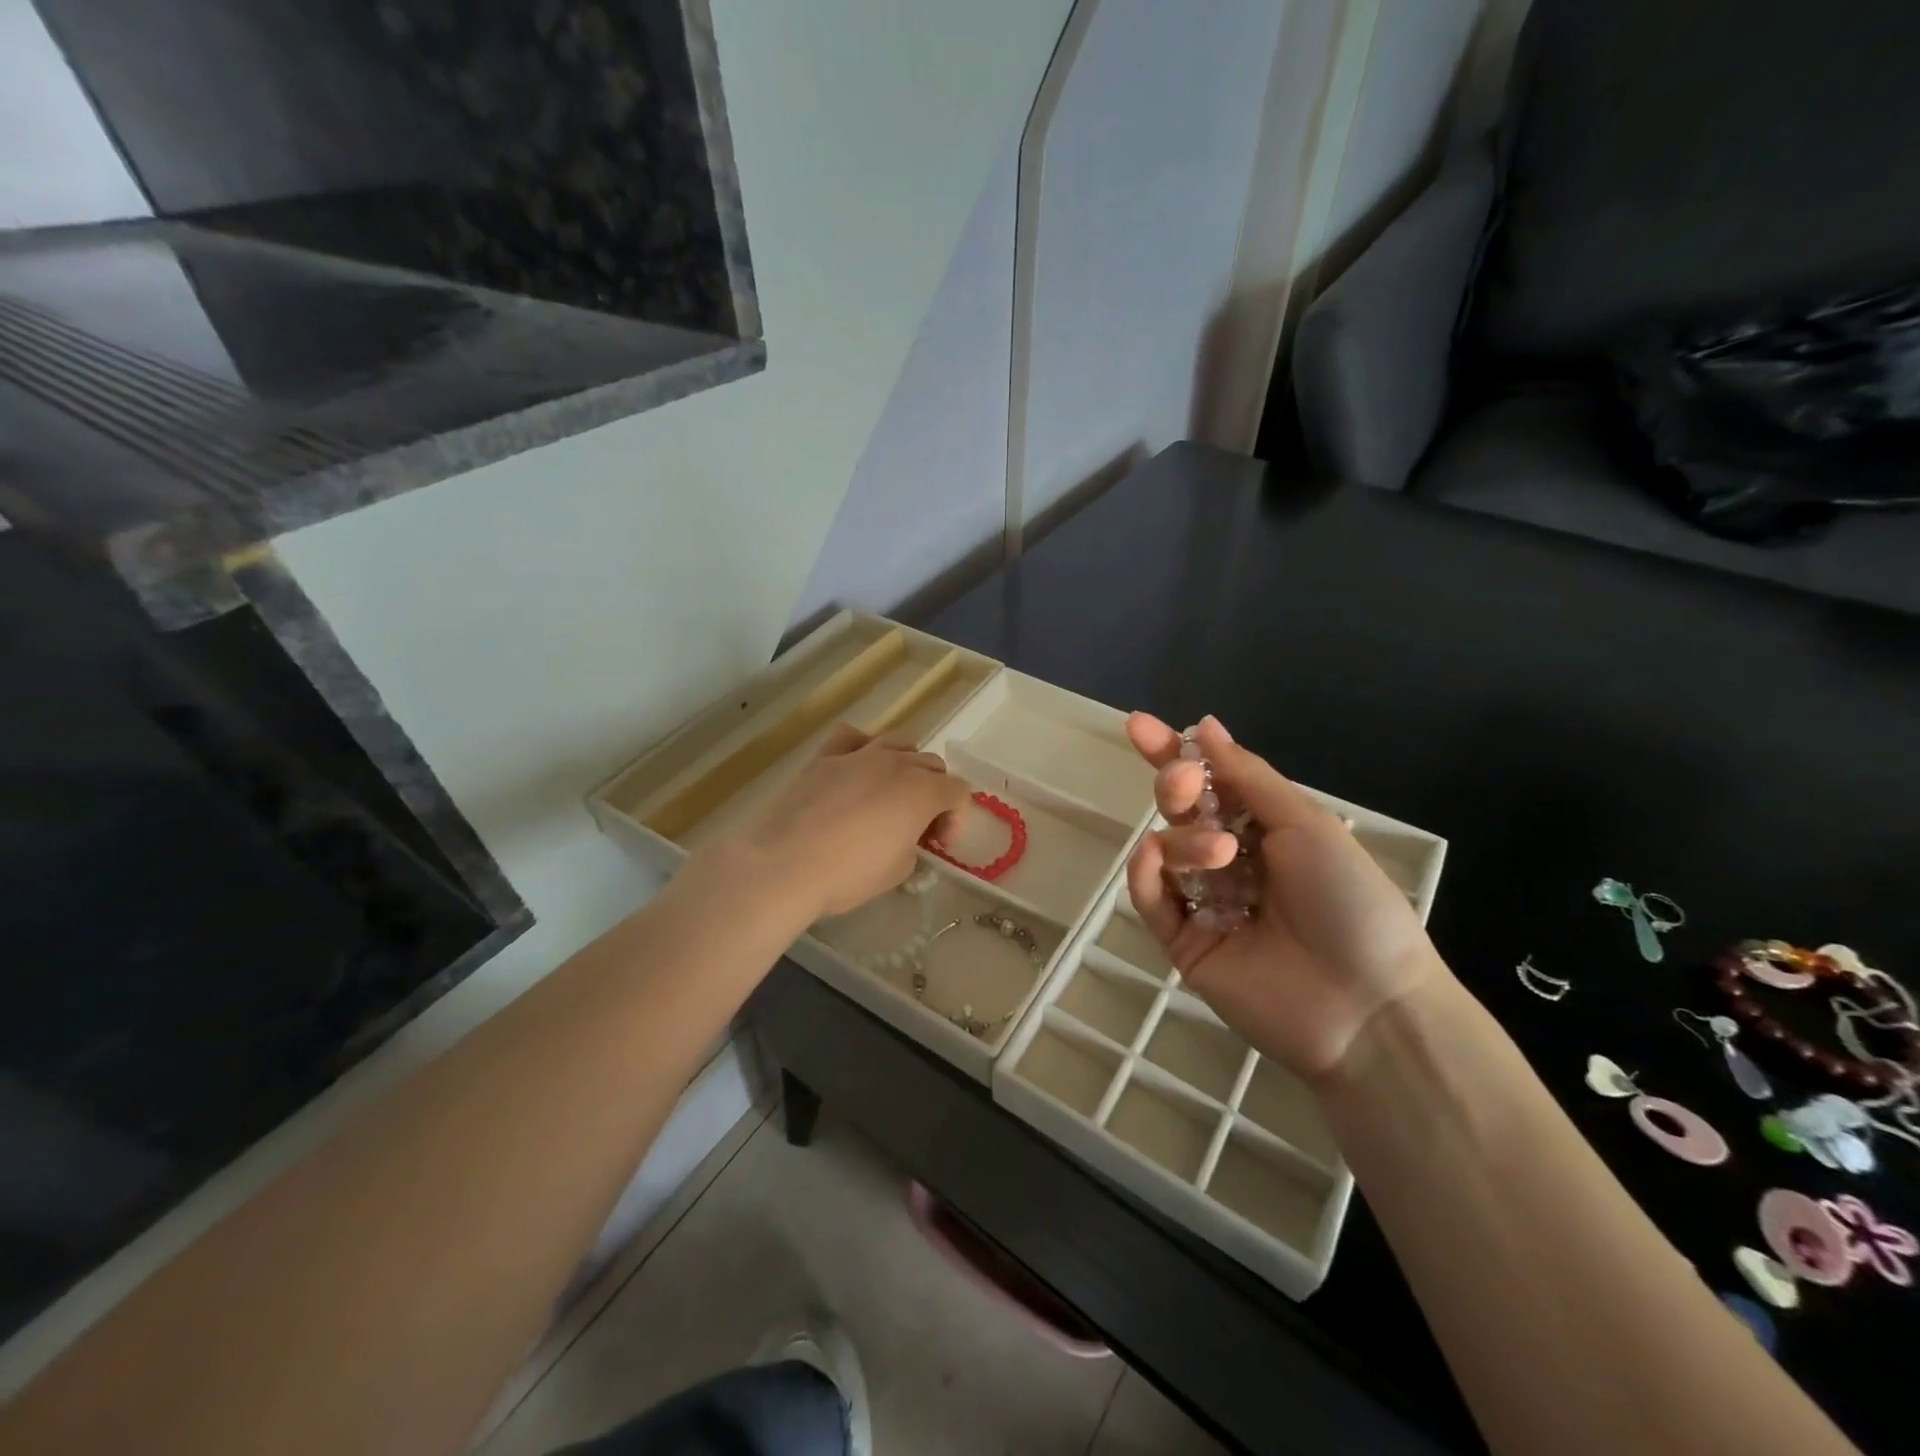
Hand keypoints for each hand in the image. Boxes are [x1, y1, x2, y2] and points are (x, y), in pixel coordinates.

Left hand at [726, 723, 969, 920]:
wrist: (784, 863)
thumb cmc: (848, 873)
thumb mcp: (897, 871)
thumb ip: (912, 846)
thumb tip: (904, 838)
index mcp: (923, 792)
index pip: (958, 791)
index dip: (955, 818)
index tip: (938, 845)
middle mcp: (896, 764)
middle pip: (932, 764)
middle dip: (934, 792)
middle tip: (918, 825)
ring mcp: (859, 755)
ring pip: (898, 742)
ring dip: (905, 765)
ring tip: (892, 793)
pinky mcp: (825, 757)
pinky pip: (852, 737)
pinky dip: (863, 747)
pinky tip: (856, 767)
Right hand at [1124, 714, 1445, 1082]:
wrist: (1365, 1005)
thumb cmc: (1349, 901)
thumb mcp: (1305, 824)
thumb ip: (1246, 776)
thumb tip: (1204, 725)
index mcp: (1265, 831)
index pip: (1209, 783)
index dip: (1173, 752)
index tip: (1138, 725)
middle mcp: (1231, 862)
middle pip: (1180, 812)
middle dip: (1173, 786)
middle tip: (1181, 782)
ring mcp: (1204, 903)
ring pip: (1166, 851)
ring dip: (1183, 839)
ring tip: (1220, 855)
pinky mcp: (1183, 943)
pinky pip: (1151, 898)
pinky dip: (1147, 873)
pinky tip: (1157, 860)